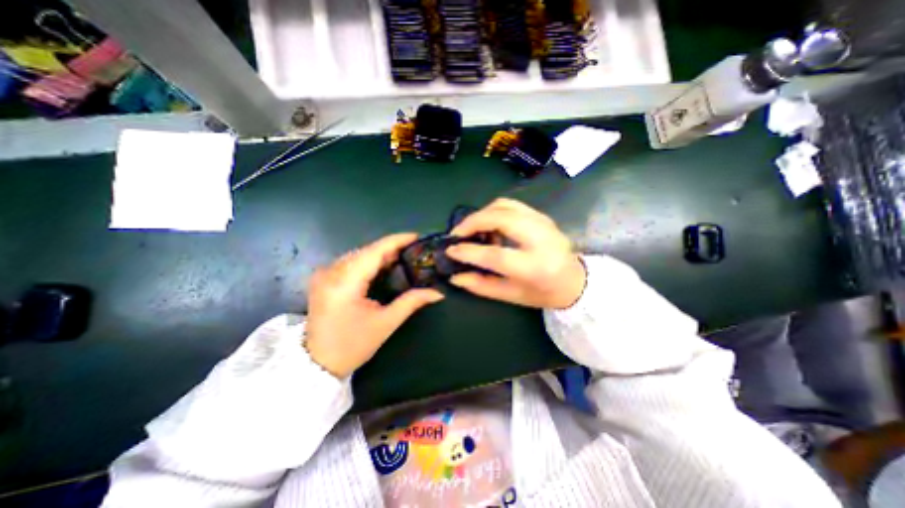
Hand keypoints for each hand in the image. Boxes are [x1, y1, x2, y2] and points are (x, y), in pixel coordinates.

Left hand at [305, 231, 444, 375]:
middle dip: (391, 248)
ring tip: (403, 257)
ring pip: (359, 254)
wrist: (316, 364)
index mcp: (345, 283)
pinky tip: (383, 266)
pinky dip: (369, 261)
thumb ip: (412, 302)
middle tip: (414, 250)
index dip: (396, 241)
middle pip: (366, 250)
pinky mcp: (323, 278)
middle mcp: (331, 272)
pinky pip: (351, 262)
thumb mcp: (386, 323)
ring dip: (381, 254)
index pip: (374, 251)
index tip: (416, 236)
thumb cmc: (352, 345)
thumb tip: (437, 293)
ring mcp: (324, 274)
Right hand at [444, 198, 587, 309]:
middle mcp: (541, 239)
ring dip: (481, 214)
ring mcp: (542, 222)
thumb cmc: (543, 293)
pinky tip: (488, 225)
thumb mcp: (511, 296)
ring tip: (471, 230)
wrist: (574, 280)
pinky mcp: (540, 215)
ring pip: (503, 205)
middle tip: (457, 234)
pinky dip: (492, 211)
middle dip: (472, 222)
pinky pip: (510, 205)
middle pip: (500, 217)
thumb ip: (482, 285)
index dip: (469, 251)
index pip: (496, 255)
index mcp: (535, 267)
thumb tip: (455, 276)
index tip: (450, 250)